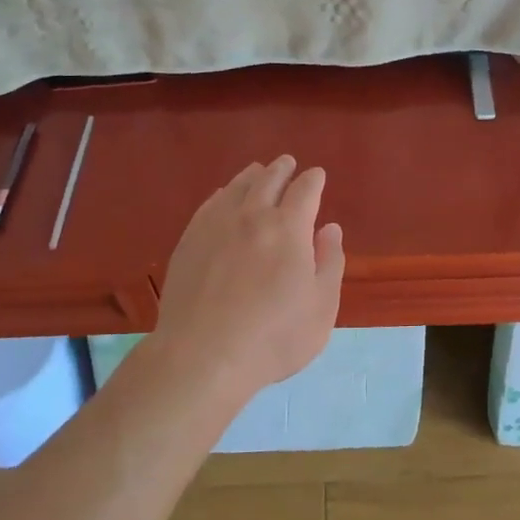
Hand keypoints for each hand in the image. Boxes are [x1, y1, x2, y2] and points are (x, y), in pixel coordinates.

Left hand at [152, 155, 344, 397]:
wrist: (203, 356)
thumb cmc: (273, 337)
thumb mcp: (321, 307)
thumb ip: (330, 262)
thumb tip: (330, 228)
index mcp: (289, 228)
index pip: (305, 190)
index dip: (313, 180)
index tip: (317, 175)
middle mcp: (252, 215)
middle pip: (269, 180)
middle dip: (282, 168)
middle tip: (288, 163)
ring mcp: (216, 225)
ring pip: (237, 187)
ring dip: (253, 175)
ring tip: (259, 171)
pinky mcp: (189, 241)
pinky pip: (210, 204)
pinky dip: (224, 193)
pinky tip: (224, 197)